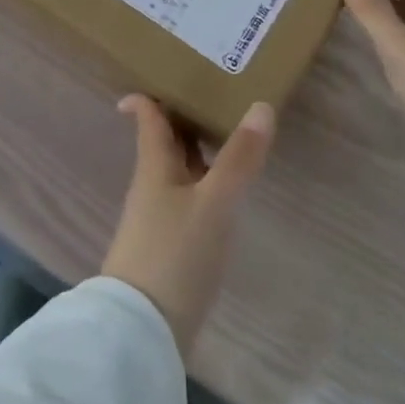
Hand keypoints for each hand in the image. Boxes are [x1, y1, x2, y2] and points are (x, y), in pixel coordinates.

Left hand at [99, 96, 274, 357]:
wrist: (143, 330)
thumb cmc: (175, 254)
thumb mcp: (214, 204)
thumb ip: (239, 159)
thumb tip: (261, 105)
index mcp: (154, 166)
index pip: (147, 118)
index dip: (148, 94)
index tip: (166, 72)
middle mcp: (152, 185)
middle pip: (165, 141)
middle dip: (185, 117)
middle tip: (218, 94)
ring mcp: (158, 217)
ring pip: (178, 170)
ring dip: (199, 150)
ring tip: (233, 136)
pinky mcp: (169, 246)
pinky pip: (187, 199)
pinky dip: (205, 183)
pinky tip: (228, 192)